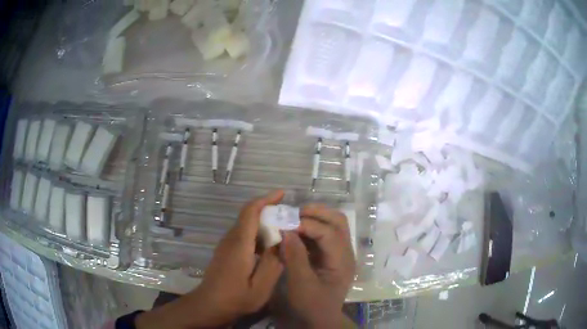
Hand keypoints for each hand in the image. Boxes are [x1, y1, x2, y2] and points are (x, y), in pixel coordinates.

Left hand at [136, 191, 284, 328]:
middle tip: (289, 215)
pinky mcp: (226, 250)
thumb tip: (281, 242)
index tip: (282, 194)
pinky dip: (257, 232)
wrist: (209, 304)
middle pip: (248, 215)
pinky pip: (243, 234)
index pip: (250, 212)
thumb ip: (273, 264)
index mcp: (239, 245)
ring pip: (245, 224)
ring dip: (263, 222)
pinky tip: (268, 245)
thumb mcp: (261, 287)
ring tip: (283, 229)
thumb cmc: (236, 298)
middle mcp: (231, 239)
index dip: (265, 199)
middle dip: (268, 209)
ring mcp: (226, 244)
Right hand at [281, 204, 355, 327]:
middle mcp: (345, 253)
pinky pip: (324, 234)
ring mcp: (339, 253)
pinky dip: (311, 228)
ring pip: (333, 225)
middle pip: (338, 222)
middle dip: (317, 213)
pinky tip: (296, 231)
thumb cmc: (311, 305)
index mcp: (342, 261)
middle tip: (294, 212)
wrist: (320, 319)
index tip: (286, 223)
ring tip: (294, 218)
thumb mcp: (301, 284)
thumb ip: (294, 257)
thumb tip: (286, 231)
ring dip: (315, 218)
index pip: (329, 234)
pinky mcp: (330, 256)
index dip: (308, 225)